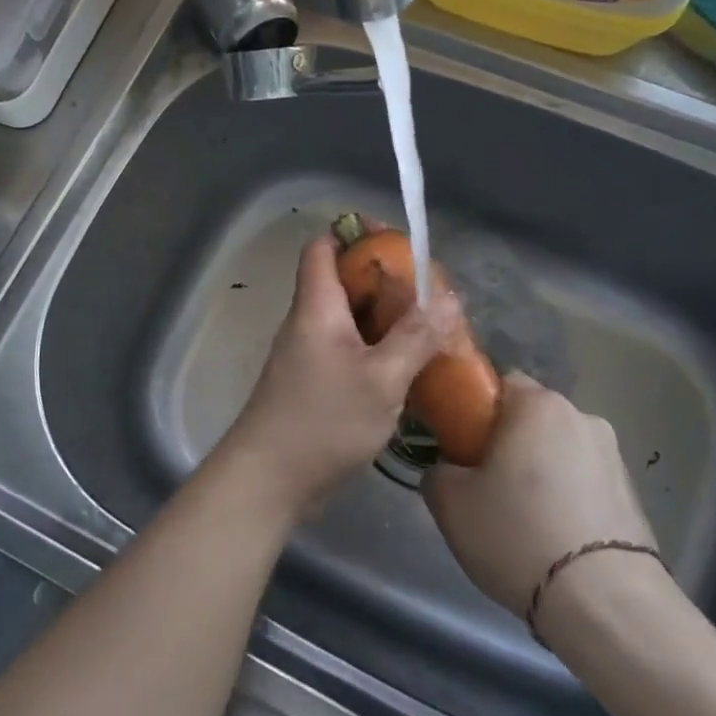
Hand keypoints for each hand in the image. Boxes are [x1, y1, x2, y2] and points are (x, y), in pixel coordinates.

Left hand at [216, 234, 452, 523]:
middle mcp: (308, 322)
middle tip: (429, 293)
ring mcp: (308, 354)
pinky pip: (348, 350)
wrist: (269, 480)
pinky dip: (377, 349)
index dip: (356, 235)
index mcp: (316, 307)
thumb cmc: (323, 421)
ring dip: (385, 318)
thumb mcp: (381, 379)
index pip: (324, 246)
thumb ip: (415, 336)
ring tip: (429, 327)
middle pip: (342, 281)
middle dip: (385, 280)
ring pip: (349, 319)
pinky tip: (408, 367)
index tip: (398, 243)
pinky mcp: (314, 383)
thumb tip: (447, 298)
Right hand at [423, 372, 656, 617]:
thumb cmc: (517, 535)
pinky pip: (585, 482)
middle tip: (483, 485)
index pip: (498, 383)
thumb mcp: (450, 504)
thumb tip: (449, 470)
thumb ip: (438, 472)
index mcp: (538, 405)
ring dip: (540, 471)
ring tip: (522, 520)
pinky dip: (567, 498)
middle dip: (508, 442)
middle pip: (531, 418)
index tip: (458, 444)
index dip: (473, 409)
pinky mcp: (634, 495)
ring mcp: (614, 456)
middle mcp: (582, 417)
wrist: (604, 603)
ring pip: (560, 451)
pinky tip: (553, 537)